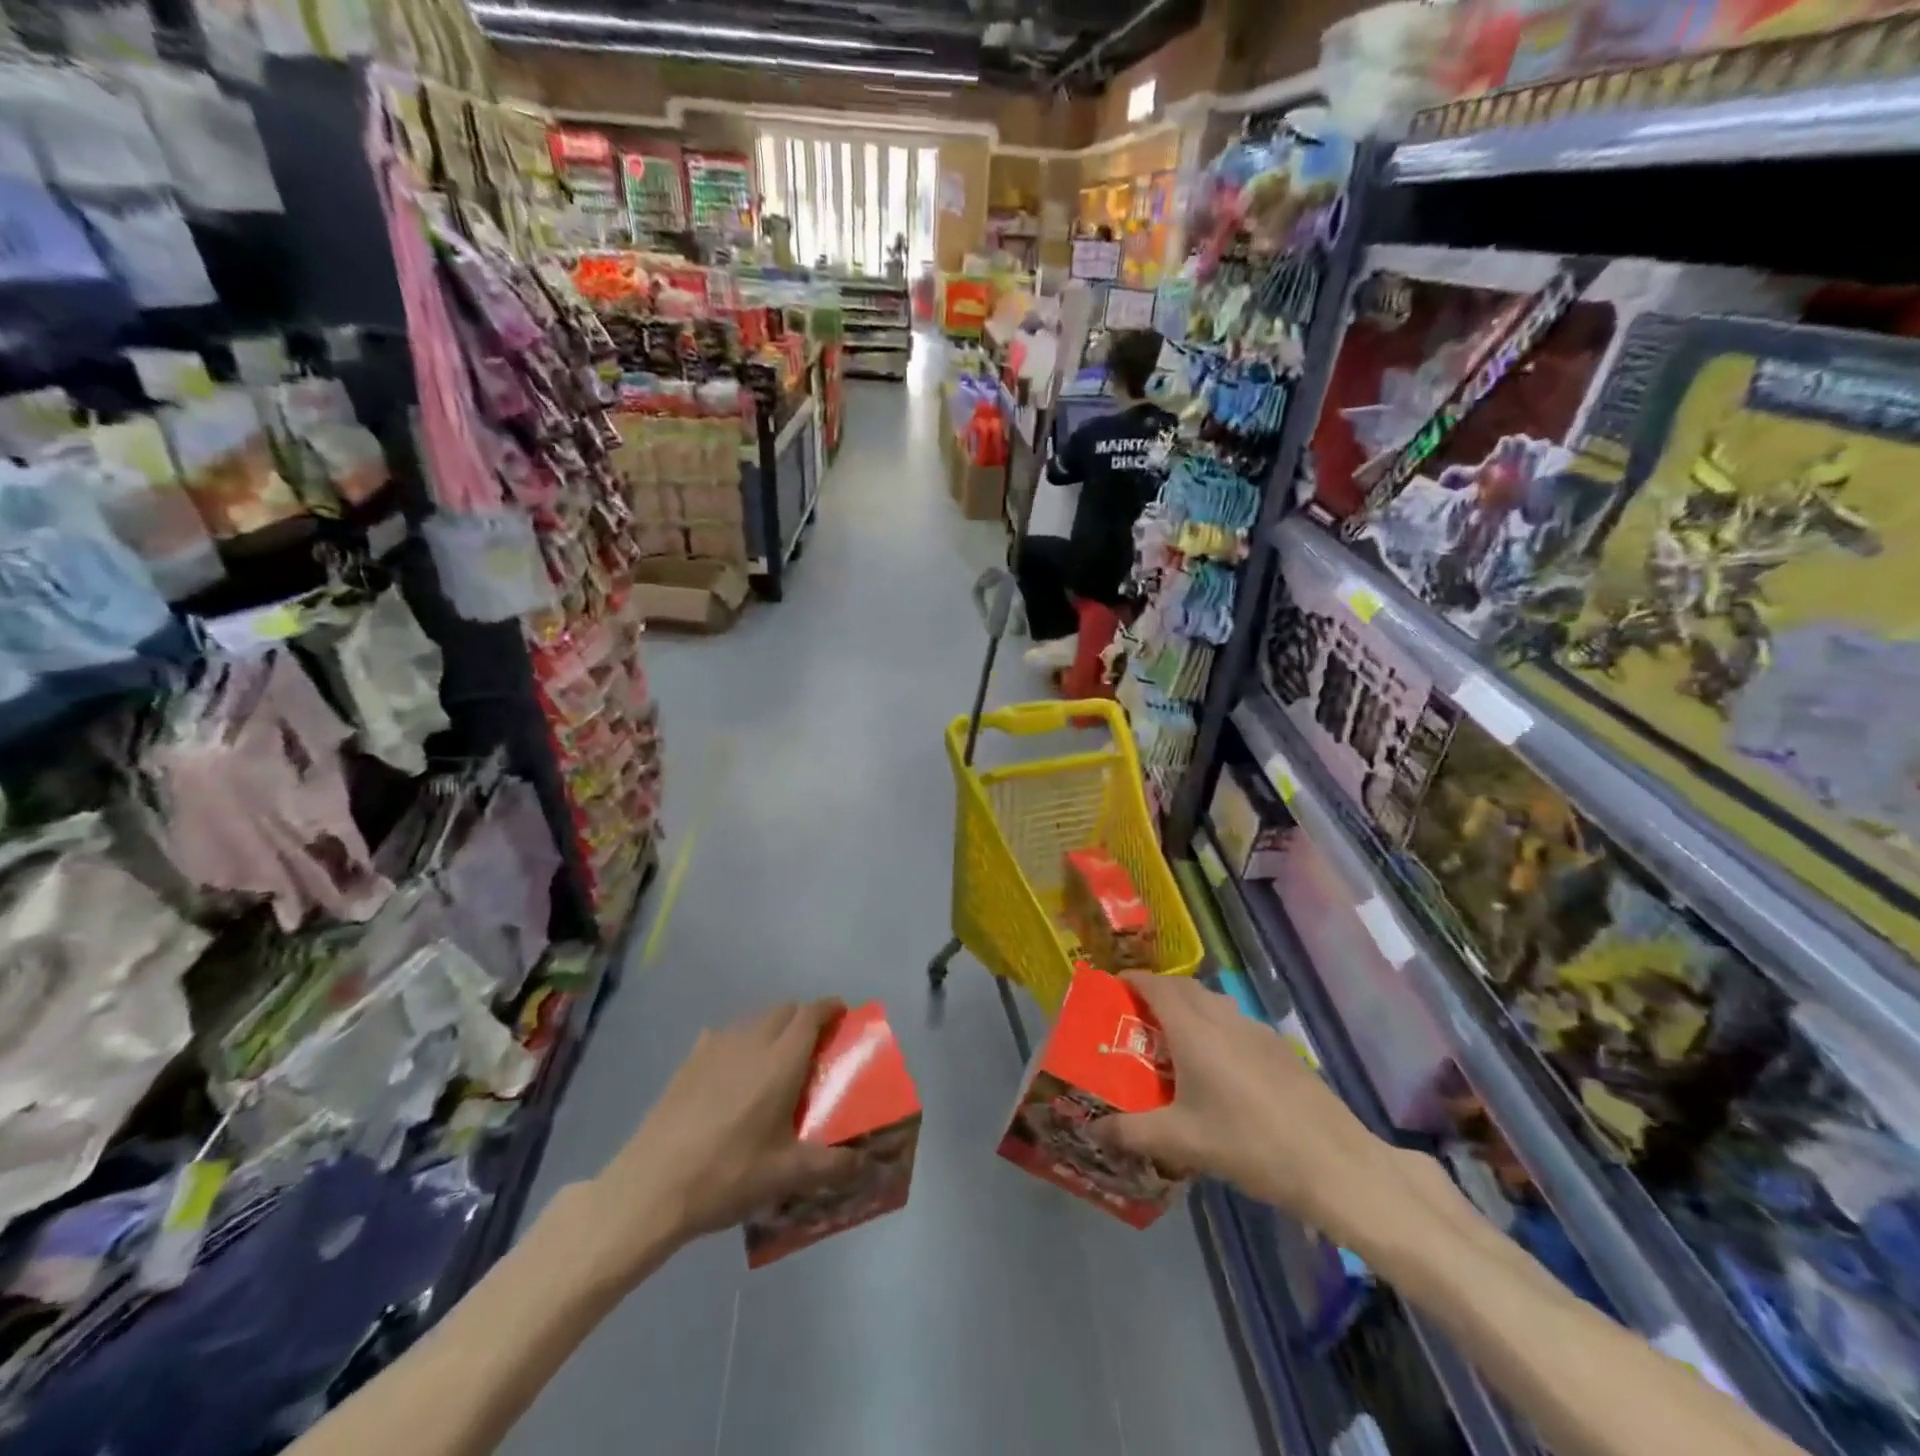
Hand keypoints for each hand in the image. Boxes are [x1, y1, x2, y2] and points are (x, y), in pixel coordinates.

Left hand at [584, 999, 857, 1277]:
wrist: (651, 1186)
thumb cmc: (728, 1174)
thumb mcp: (787, 1175)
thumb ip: (833, 1165)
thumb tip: (865, 1163)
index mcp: (781, 1059)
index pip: (812, 1013)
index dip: (830, 1008)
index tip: (843, 1016)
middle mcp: (752, 1041)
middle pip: (785, 1009)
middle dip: (804, 1019)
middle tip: (814, 1048)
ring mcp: (716, 1046)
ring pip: (755, 1020)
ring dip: (773, 1028)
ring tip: (776, 1062)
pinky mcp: (689, 1060)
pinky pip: (725, 1035)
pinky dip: (741, 1042)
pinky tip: (734, 1074)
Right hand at [1093, 973, 1395, 1238]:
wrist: (1334, 1163)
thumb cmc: (1249, 1145)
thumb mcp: (1182, 1143)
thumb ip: (1132, 1133)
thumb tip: (1093, 1130)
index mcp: (1194, 1031)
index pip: (1156, 986)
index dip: (1132, 980)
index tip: (1112, 987)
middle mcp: (1224, 1019)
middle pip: (1185, 988)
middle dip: (1158, 990)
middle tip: (1137, 1014)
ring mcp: (1257, 1031)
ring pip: (1214, 1002)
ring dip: (1189, 1007)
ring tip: (1175, 1039)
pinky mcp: (1281, 1049)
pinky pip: (1237, 1022)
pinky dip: (1216, 1026)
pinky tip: (1221, 1066)